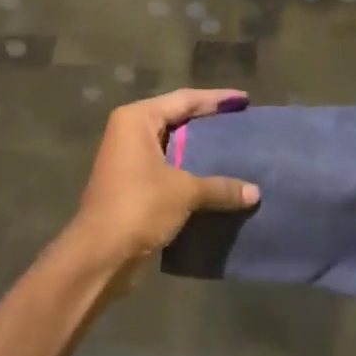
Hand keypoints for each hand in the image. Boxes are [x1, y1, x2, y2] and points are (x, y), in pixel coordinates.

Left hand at [68, 88, 258, 270]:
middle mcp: (130, 133)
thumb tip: (255, 193)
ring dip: (200, 150)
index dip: (216, 99)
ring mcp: (128, 160)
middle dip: (208, 121)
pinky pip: (169, 169)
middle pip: (177, 118)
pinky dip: (190, 172)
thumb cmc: (139, 206)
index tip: (244, 99)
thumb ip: (220, 187)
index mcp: (137, 120)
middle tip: (240, 120)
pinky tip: (216, 179)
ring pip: (173, 146)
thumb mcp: (185, 192)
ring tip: (233, 148)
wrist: (100, 256)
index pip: (184, 99)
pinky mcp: (132, 186)